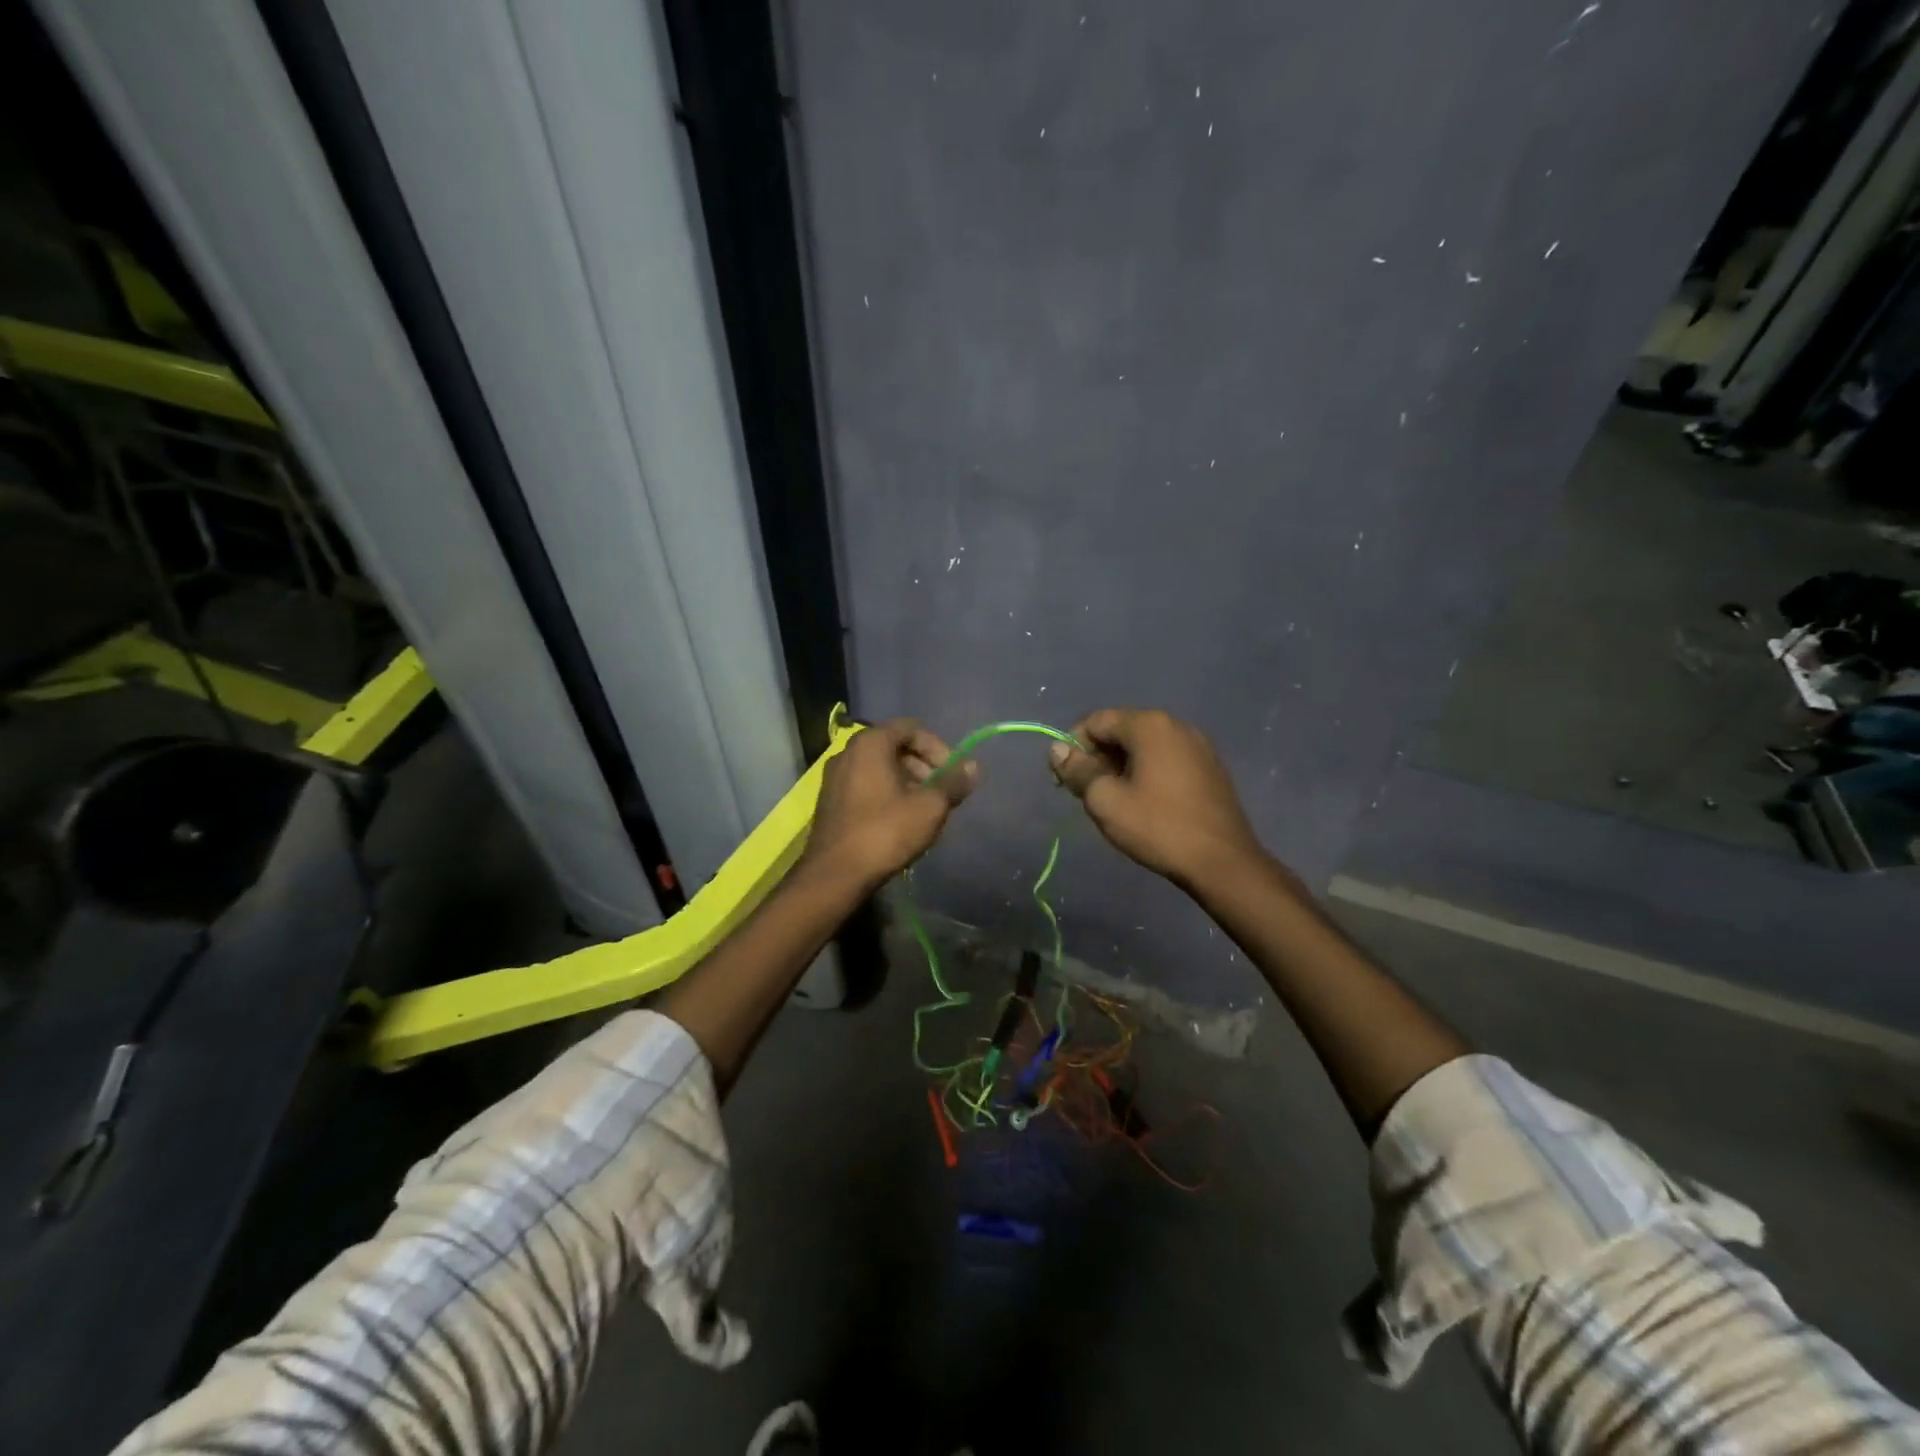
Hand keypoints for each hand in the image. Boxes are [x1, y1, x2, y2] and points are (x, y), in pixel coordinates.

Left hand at [801, 719, 975, 891]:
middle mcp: (848, 752)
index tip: (952, 774)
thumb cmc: (884, 833)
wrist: (833, 875)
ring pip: (880, 768)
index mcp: (870, 743)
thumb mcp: (929, 808)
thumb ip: (953, 783)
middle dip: (923, 766)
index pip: (912, 728)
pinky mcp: (830, 801)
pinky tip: (900, 822)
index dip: (938, 748)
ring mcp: (835, 777)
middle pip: (895, 747)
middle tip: (941, 794)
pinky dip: (887, 794)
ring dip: (907, 782)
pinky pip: (865, 785)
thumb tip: (973, 766)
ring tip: (924, 811)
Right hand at [1049, 708, 1264, 886]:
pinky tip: (1145, 803)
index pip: (1096, 721)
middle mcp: (1175, 725)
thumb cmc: (1158, 827)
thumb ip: (1077, 771)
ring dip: (1121, 766)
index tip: (1067, 780)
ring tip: (1115, 801)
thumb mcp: (1106, 801)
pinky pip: (1166, 758)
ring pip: (1144, 746)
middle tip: (1088, 794)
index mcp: (1149, 725)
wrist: (1223, 862)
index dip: (1074, 747)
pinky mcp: (1210, 767)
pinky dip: (1146, 772)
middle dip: (1098, 757)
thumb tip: (1057, 749)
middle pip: (1121, 730)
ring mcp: (1198, 745)